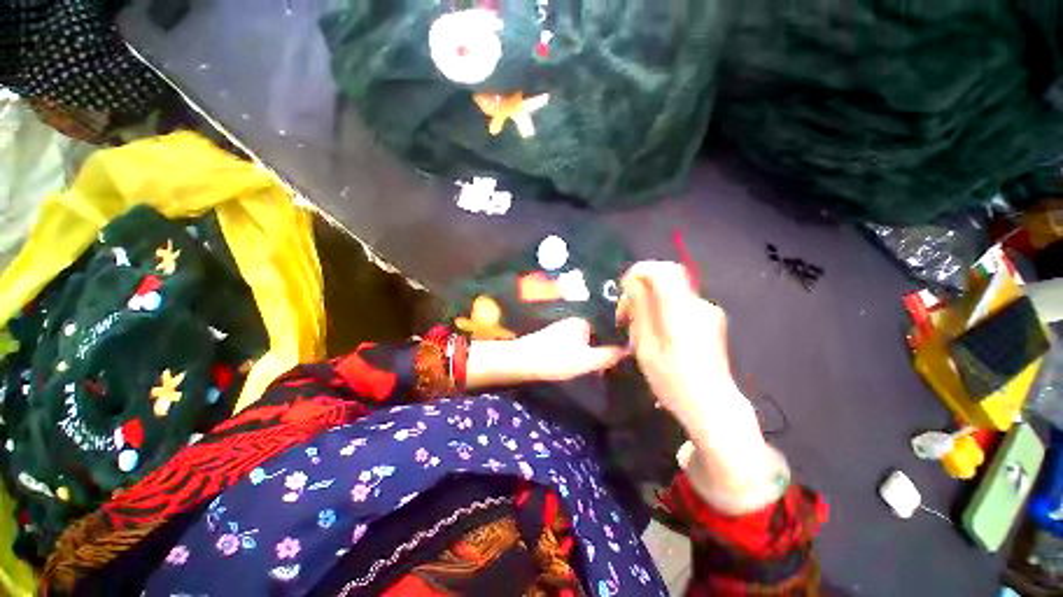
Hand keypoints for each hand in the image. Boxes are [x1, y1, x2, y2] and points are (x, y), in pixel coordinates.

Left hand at [466, 318, 626, 388]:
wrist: (520, 362)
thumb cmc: (554, 359)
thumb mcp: (586, 361)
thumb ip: (609, 355)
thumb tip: (631, 349)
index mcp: (584, 320)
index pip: (610, 326)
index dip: (621, 338)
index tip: (633, 350)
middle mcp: (575, 321)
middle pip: (600, 333)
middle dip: (609, 345)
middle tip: (622, 361)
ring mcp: (565, 329)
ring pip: (590, 339)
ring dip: (597, 350)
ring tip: (610, 364)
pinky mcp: (557, 339)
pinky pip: (579, 344)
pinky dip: (586, 352)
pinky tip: (590, 363)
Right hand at [616, 261, 738, 434]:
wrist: (713, 407)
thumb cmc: (674, 382)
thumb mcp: (647, 348)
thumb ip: (641, 311)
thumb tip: (633, 284)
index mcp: (682, 311)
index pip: (663, 270)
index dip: (639, 272)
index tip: (624, 291)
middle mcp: (698, 305)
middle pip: (667, 278)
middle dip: (641, 288)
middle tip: (626, 314)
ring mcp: (707, 312)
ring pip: (672, 291)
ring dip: (650, 300)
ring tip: (637, 327)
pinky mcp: (710, 320)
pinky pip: (680, 303)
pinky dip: (662, 308)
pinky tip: (655, 332)